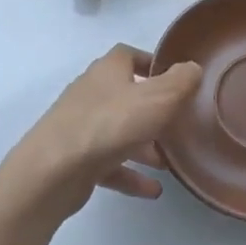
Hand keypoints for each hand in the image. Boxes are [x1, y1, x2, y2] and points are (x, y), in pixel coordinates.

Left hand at [3, 45, 202, 219]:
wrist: (53, 170)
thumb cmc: (110, 124)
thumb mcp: (158, 98)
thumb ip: (181, 81)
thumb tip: (192, 68)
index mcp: (108, 71)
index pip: (128, 55)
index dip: (151, 63)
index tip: (175, 79)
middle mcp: (91, 92)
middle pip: (125, 95)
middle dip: (152, 110)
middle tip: (177, 124)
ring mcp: (80, 126)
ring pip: (118, 131)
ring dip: (143, 145)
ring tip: (169, 161)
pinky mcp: (75, 158)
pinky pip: (109, 163)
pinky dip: (130, 173)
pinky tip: (153, 189)